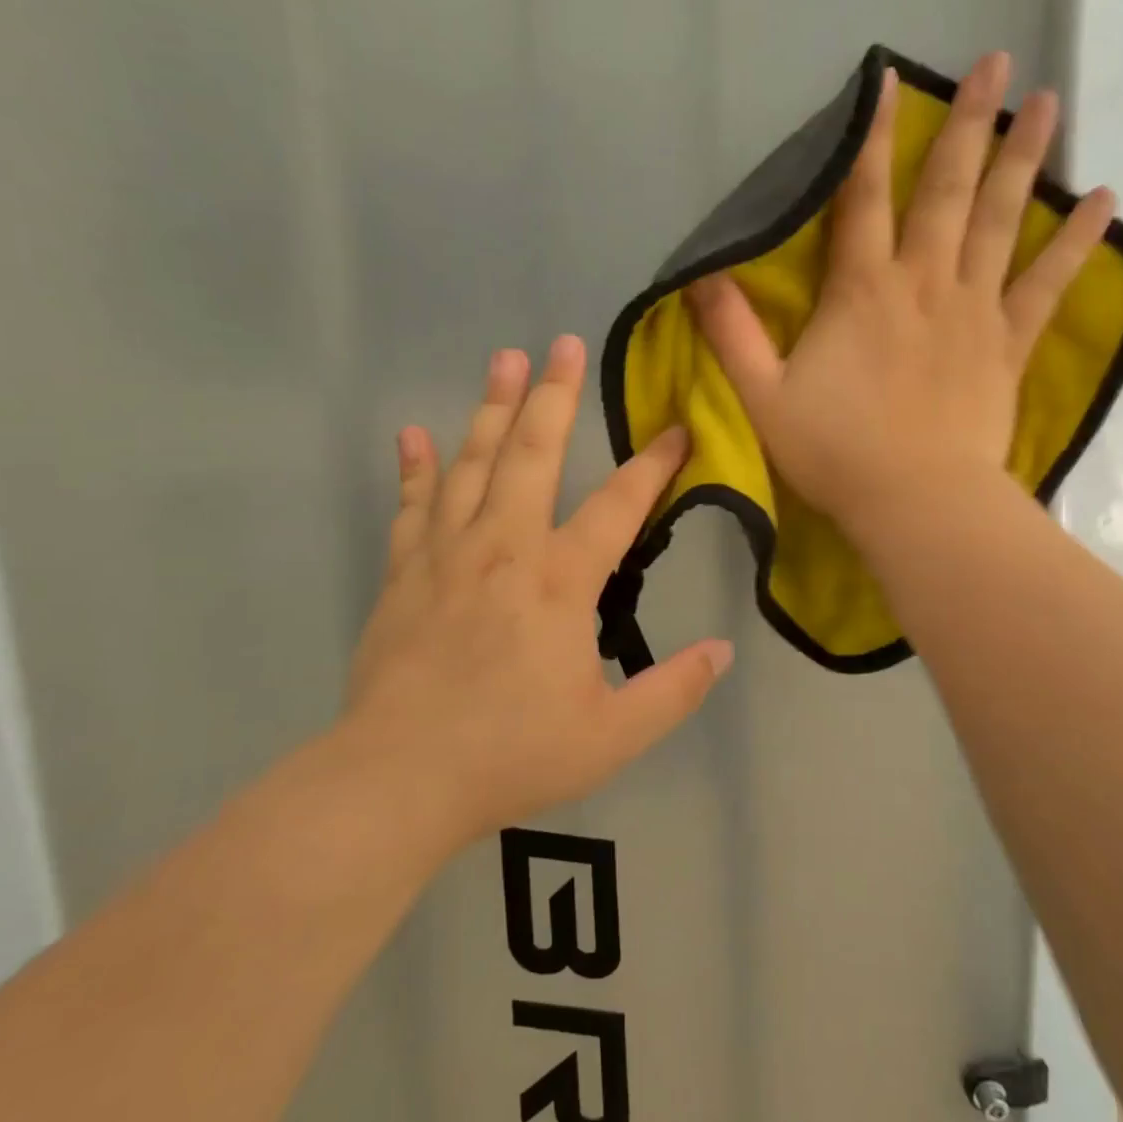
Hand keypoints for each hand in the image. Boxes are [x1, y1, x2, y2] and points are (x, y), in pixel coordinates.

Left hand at [337, 336, 732, 846]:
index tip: (678, 429)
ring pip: (473, 464)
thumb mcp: (613, 735)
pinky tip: (413, 434)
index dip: (655, 464)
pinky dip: (414, 467)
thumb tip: (724, 651)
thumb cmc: (512, 754)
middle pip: (534, 455)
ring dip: (492, 409)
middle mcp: (506, 548)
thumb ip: (674, 690)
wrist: (399, 778)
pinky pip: (412, 505)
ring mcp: (448, 554)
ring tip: (504, 360)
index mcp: (561, 582)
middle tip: (562, 344)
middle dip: (553, 396)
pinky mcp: (404, 572)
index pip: (620, 506)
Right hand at [685, 51, 1115, 533]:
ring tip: (1048, 101)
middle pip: (948, 192)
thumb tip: (702, 277)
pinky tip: (1106, 199)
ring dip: (1024, 159)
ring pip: (1003, 221)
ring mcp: (974, 311)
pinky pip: (1048, 284)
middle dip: (969, 124)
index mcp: (862, 292)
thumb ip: (732, 335)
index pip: (863, 198)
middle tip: (998, 62)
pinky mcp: (1008, 345)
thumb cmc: (835, 452)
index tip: (888, 80)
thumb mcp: (764, 397)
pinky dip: (1078, 242)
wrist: (915, 502)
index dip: (872, 139)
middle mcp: (923, 283)